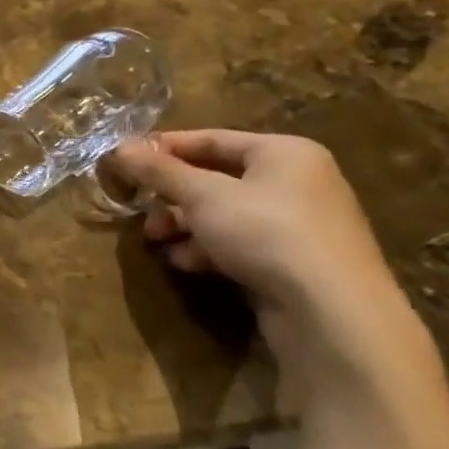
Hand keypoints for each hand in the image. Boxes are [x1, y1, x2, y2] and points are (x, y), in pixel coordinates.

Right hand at [108, 130, 425, 378]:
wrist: (329, 309)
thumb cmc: (265, 232)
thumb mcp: (201, 195)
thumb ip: (159, 171)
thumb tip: (118, 148)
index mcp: (283, 153)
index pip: (210, 139)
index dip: (163, 149)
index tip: (123, 163)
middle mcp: (295, 181)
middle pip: (214, 178)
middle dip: (170, 196)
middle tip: (139, 211)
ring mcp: (297, 223)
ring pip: (222, 213)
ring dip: (183, 225)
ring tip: (158, 241)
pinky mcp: (292, 260)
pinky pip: (238, 242)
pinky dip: (207, 249)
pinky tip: (188, 262)